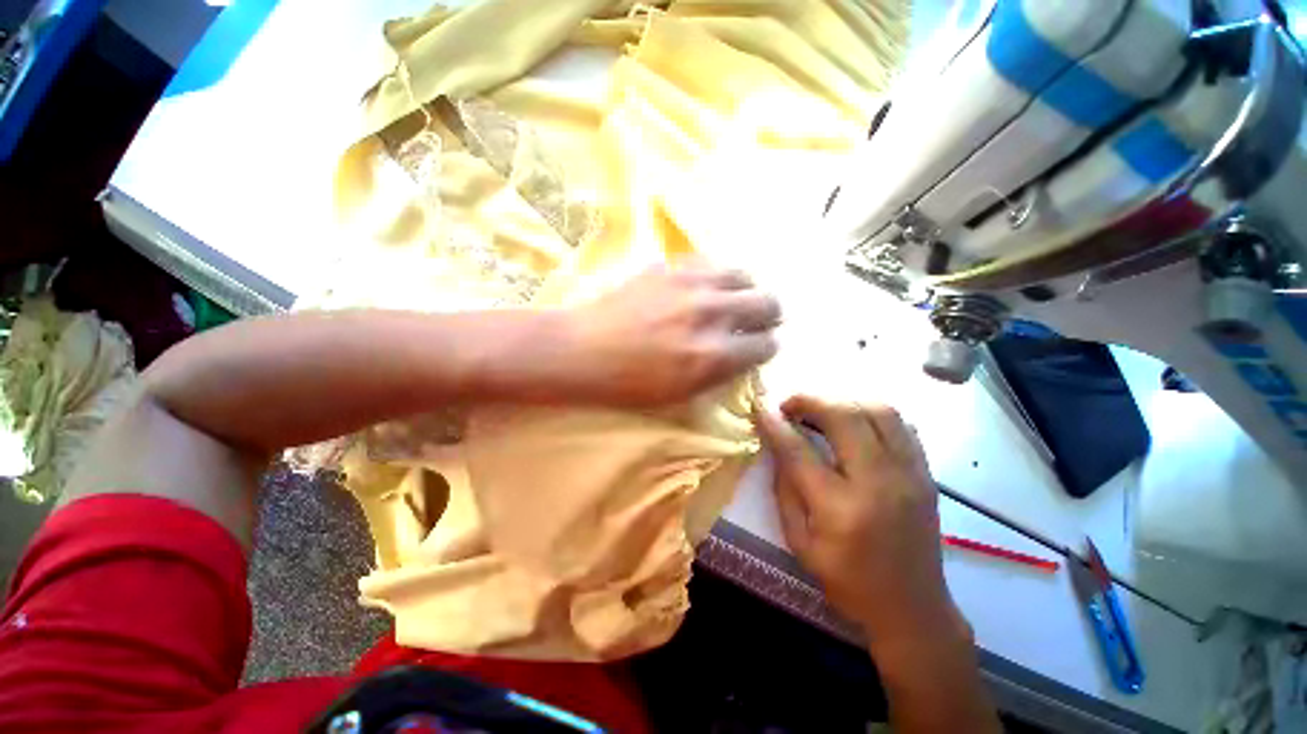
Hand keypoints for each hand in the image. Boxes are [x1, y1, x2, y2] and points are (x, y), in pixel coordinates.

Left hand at [560, 262, 779, 405]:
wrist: (583, 350)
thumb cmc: (628, 384)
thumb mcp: (681, 393)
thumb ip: (720, 373)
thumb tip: (744, 355)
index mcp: (713, 355)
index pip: (766, 345)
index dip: (765, 349)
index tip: (758, 349)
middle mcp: (711, 313)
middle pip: (768, 303)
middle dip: (768, 317)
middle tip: (755, 323)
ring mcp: (691, 284)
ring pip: (745, 276)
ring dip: (746, 291)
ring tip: (733, 301)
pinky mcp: (671, 266)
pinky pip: (711, 264)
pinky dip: (717, 278)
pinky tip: (705, 289)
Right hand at [757, 396, 964, 646]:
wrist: (913, 609)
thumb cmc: (848, 582)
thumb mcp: (800, 543)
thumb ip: (785, 488)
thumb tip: (777, 444)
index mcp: (841, 509)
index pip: (799, 450)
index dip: (775, 424)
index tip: (760, 407)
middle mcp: (880, 483)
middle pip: (845, 416)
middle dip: (810, 400)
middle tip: (789, 404)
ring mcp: (910, 474)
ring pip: (879, 410)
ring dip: (843, 400)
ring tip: (820, 409)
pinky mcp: (925, 473)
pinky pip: (900, 424)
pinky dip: (870, 412)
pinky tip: (852, 422)